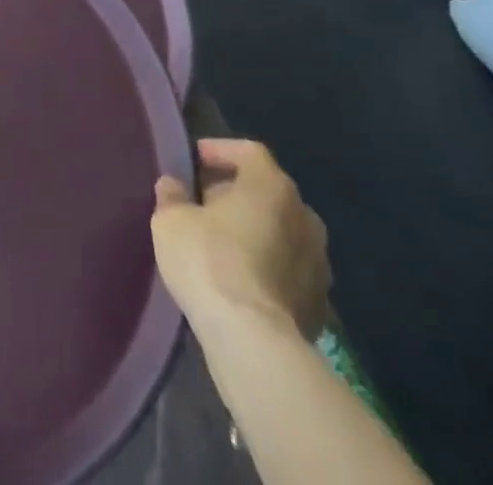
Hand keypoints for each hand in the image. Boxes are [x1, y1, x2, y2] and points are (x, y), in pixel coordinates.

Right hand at [150, 138, 330, 339]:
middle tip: (204, 203)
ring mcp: (319, 263)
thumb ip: (172, 195)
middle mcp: (304, 216)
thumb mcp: (171, 219)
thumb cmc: (209, 260)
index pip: (248, 151)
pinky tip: (241, 280)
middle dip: (237, 193)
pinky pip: (290, 269)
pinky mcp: (321, 304)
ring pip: (282, 232)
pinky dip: (268, 266)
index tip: (194, 163)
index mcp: (271, 186)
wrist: (253, 341)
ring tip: (222, 243)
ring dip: (256, 231)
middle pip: (268, 191)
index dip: (220, 151)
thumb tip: (174, 186)